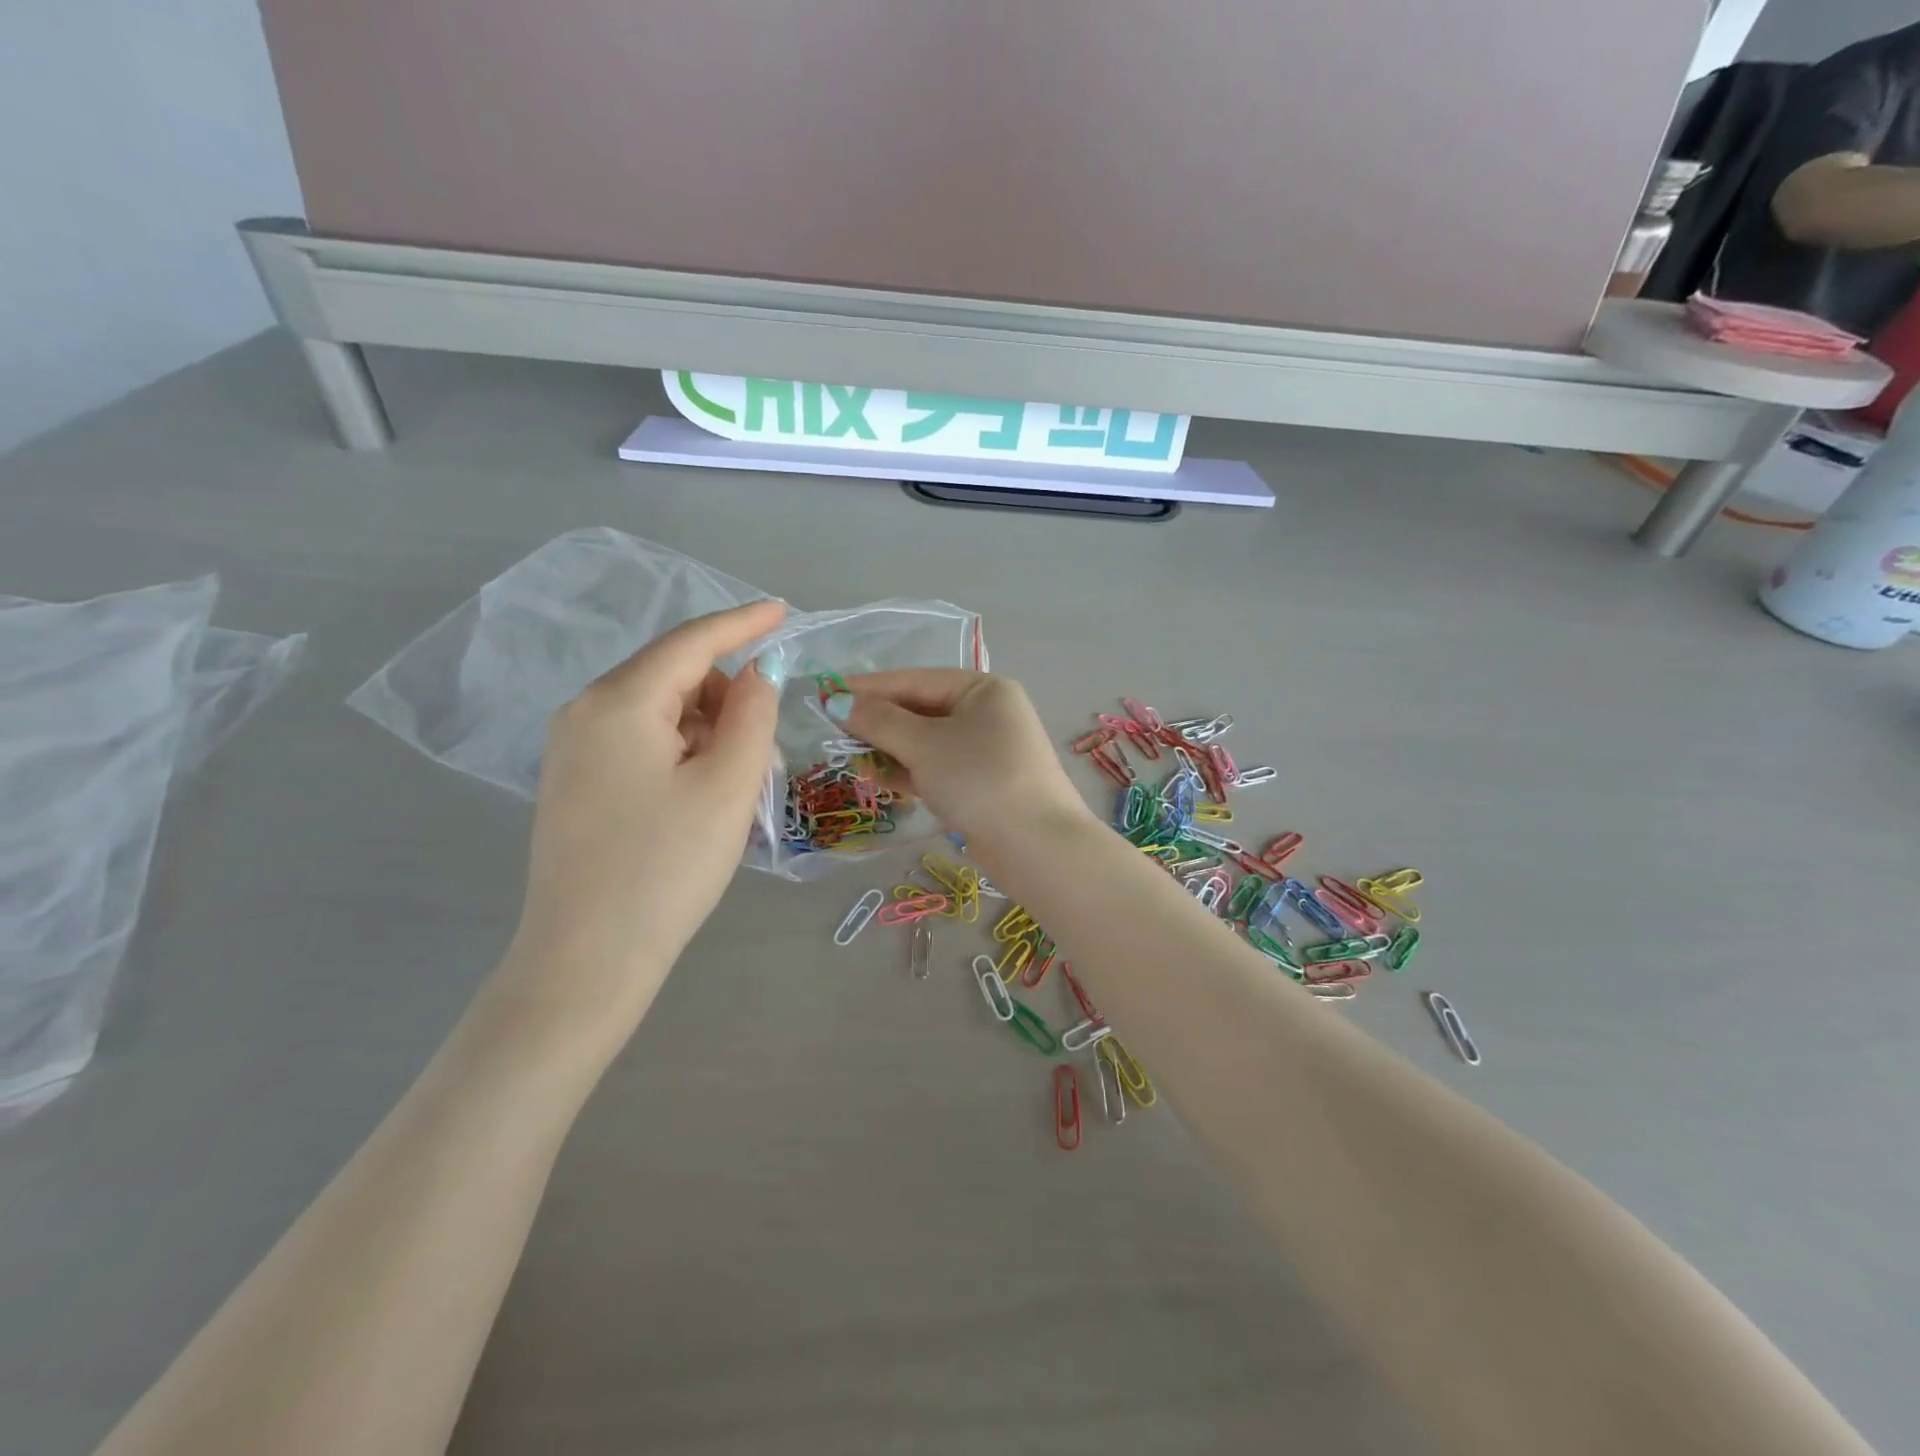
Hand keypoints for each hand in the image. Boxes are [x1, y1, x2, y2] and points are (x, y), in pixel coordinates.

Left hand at [504, 600, 785, 1024]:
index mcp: (619, 702)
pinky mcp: (573, 780)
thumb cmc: (667, 867)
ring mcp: (571, 748)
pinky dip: (678, 749)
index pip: (691, 642)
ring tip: (730, 783)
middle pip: (672, 675)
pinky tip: (695, 794)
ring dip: (704, 728)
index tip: (783, 611)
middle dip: (724, 695)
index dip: (742, 622)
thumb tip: (757, 672)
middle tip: (759, 749)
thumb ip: (752, 714)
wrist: (587, 958)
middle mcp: (584, 711)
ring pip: (657, 709)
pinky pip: (637, 739)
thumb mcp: (727, 785)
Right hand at [831, 670, 1093, 846]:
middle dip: (878, 722)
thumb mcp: (924, 745)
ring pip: (927, 742)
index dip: (868, 687)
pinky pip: (937, 767)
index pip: (915, 680)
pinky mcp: (982, 784)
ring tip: (852, 759)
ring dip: (890, 749)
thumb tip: (837, 701)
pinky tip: (880, 779)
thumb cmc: (979, 780)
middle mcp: (988, 713)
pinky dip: (909, 772)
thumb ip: (879, 721)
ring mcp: (987, 751)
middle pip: (920, 710)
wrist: (1036, 847)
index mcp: (983, 689)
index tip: (825, 693)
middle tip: (833, 731)